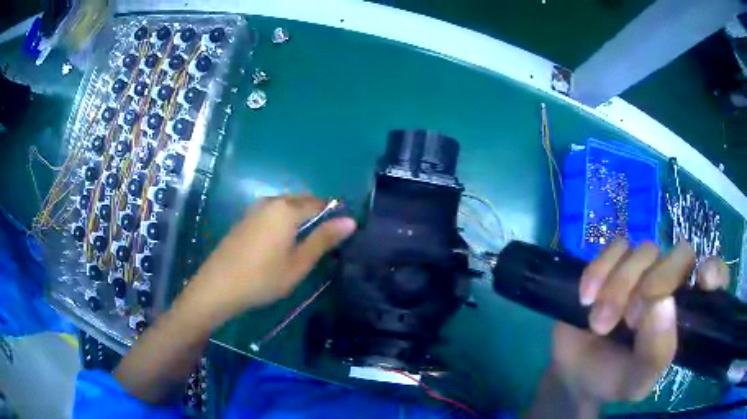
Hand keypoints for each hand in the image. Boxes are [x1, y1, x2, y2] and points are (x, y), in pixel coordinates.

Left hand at [182, 195, 355, 327]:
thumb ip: (323, 239)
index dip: (334, 214)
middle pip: (302, 200)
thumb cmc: (263, 278)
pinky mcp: (244, 219)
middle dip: (316, 214)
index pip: (320, 203)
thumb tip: (350, 221)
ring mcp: (255, 209)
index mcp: (287, 209)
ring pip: (286, 206)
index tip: (341, 233)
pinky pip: (271, 212)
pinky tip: (281, 242)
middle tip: (325, 240)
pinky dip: (283, 221)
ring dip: (299, 218)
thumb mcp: (299, 263)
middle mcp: (271, 202)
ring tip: (305, 243)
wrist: (218, 286)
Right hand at [552, 240, 728, 406]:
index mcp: (686, 312)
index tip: (701, 279)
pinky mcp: (614, 261)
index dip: (715, 271)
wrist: (574, 372)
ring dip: (619, 287)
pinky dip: (599, 271)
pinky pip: (614, 246)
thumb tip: (662, 303)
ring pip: (645, 250)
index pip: (716, 277)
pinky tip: (586, 298)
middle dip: (654, 285)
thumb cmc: (614, 378)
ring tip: (600, 324)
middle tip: (630, 321)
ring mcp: (643, 269)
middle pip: (680, 254)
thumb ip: (656, 352)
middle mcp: (672, 283)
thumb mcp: (636, 381)